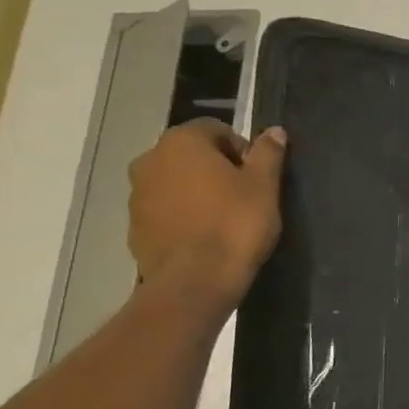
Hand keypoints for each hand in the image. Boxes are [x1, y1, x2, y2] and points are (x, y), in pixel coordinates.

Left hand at [127, 119, 286, 312]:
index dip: (242, 149)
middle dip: (217, 168)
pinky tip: (205, 235)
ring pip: (175, 181)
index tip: (258, 175)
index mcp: (182, 142)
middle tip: (244, 195)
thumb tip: (274, 131)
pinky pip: (165, 208)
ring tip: (224, 217)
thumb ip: (268, 154)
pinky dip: (183, 214)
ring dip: (197, 191)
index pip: (216, 129)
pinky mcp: (135, 224)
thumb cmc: (235, 224)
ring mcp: (137, 193)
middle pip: (191, 153)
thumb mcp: (264, 186)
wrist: (195, 279)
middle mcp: (150, 159)